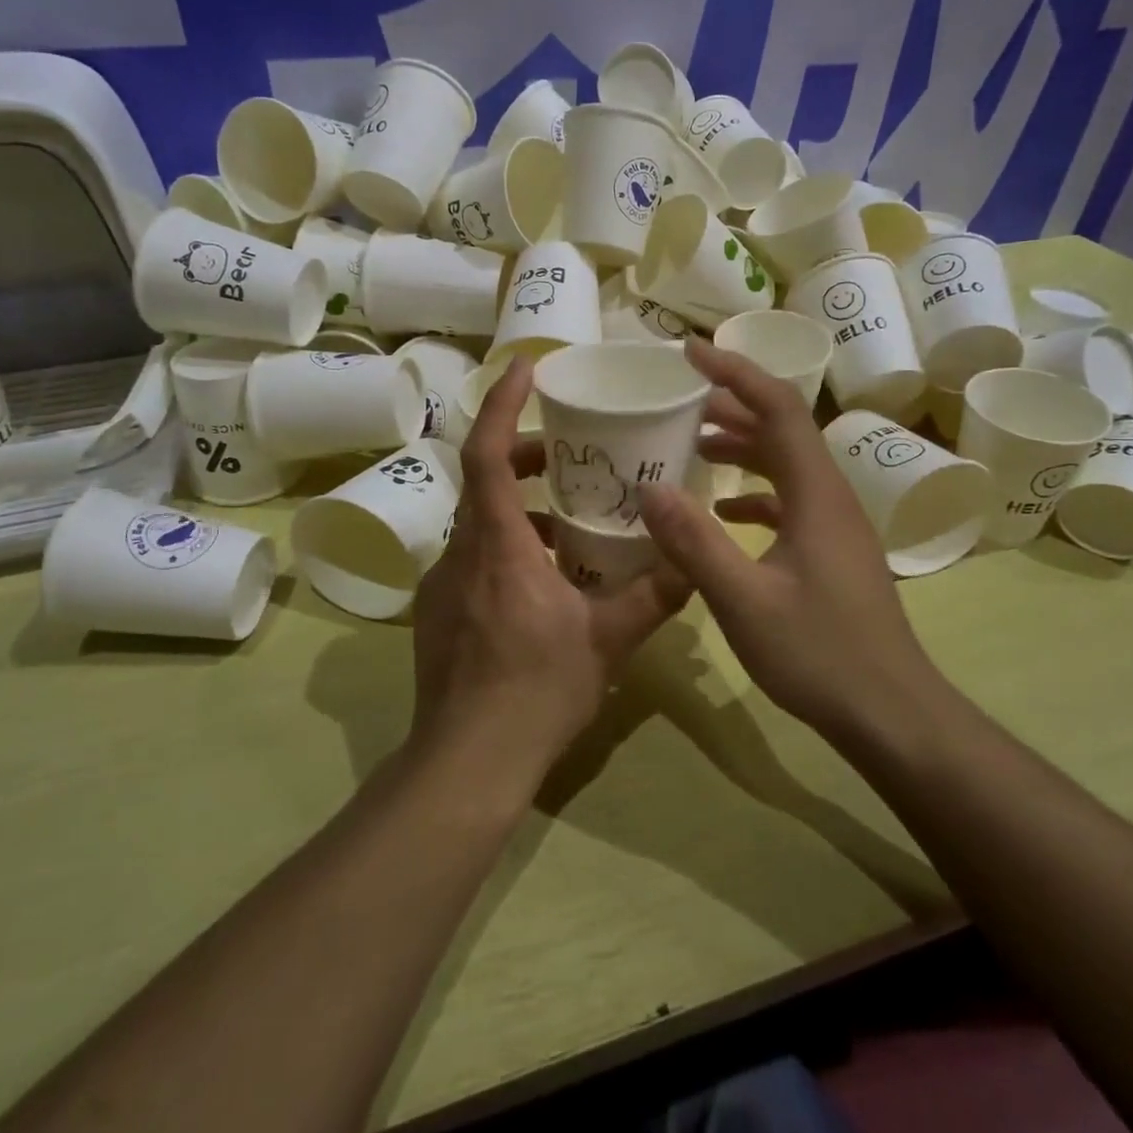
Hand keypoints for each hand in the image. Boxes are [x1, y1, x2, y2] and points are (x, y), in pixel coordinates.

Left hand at [411, 358, 690, 794]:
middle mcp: (460, 553)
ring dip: (516, 509)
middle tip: (562, 456)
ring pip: (478, 524)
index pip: (485, 454)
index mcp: (498, 546)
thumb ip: (653, 595)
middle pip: (480, 481)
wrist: (467, 761)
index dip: (502, 405)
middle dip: (518, 457)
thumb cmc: (536, 691)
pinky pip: (472, 559)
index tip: (524, 370)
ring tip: (565, 522)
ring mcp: (442, 585)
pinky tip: (541, 580)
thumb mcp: (607, 640)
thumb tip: (695, 561)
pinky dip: (505, 547)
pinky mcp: (437, 613)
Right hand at [637, 339, 939, 735]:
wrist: (890, 713)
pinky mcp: (831, 551)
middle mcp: (830, 496)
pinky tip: (722, 509)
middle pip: (782, 428)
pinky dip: (753, 491)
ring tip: (691, 443)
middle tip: (678, 398)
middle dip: (731, 404)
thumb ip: (694, 542)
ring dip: (742, 445)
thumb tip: (648, 487)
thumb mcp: (743, 600)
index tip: (689, 353)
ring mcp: (835, 525)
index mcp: (815, 493)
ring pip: (786, 464)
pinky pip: (789, 500)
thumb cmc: (819, 653)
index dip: (735, 372)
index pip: (778, 407)